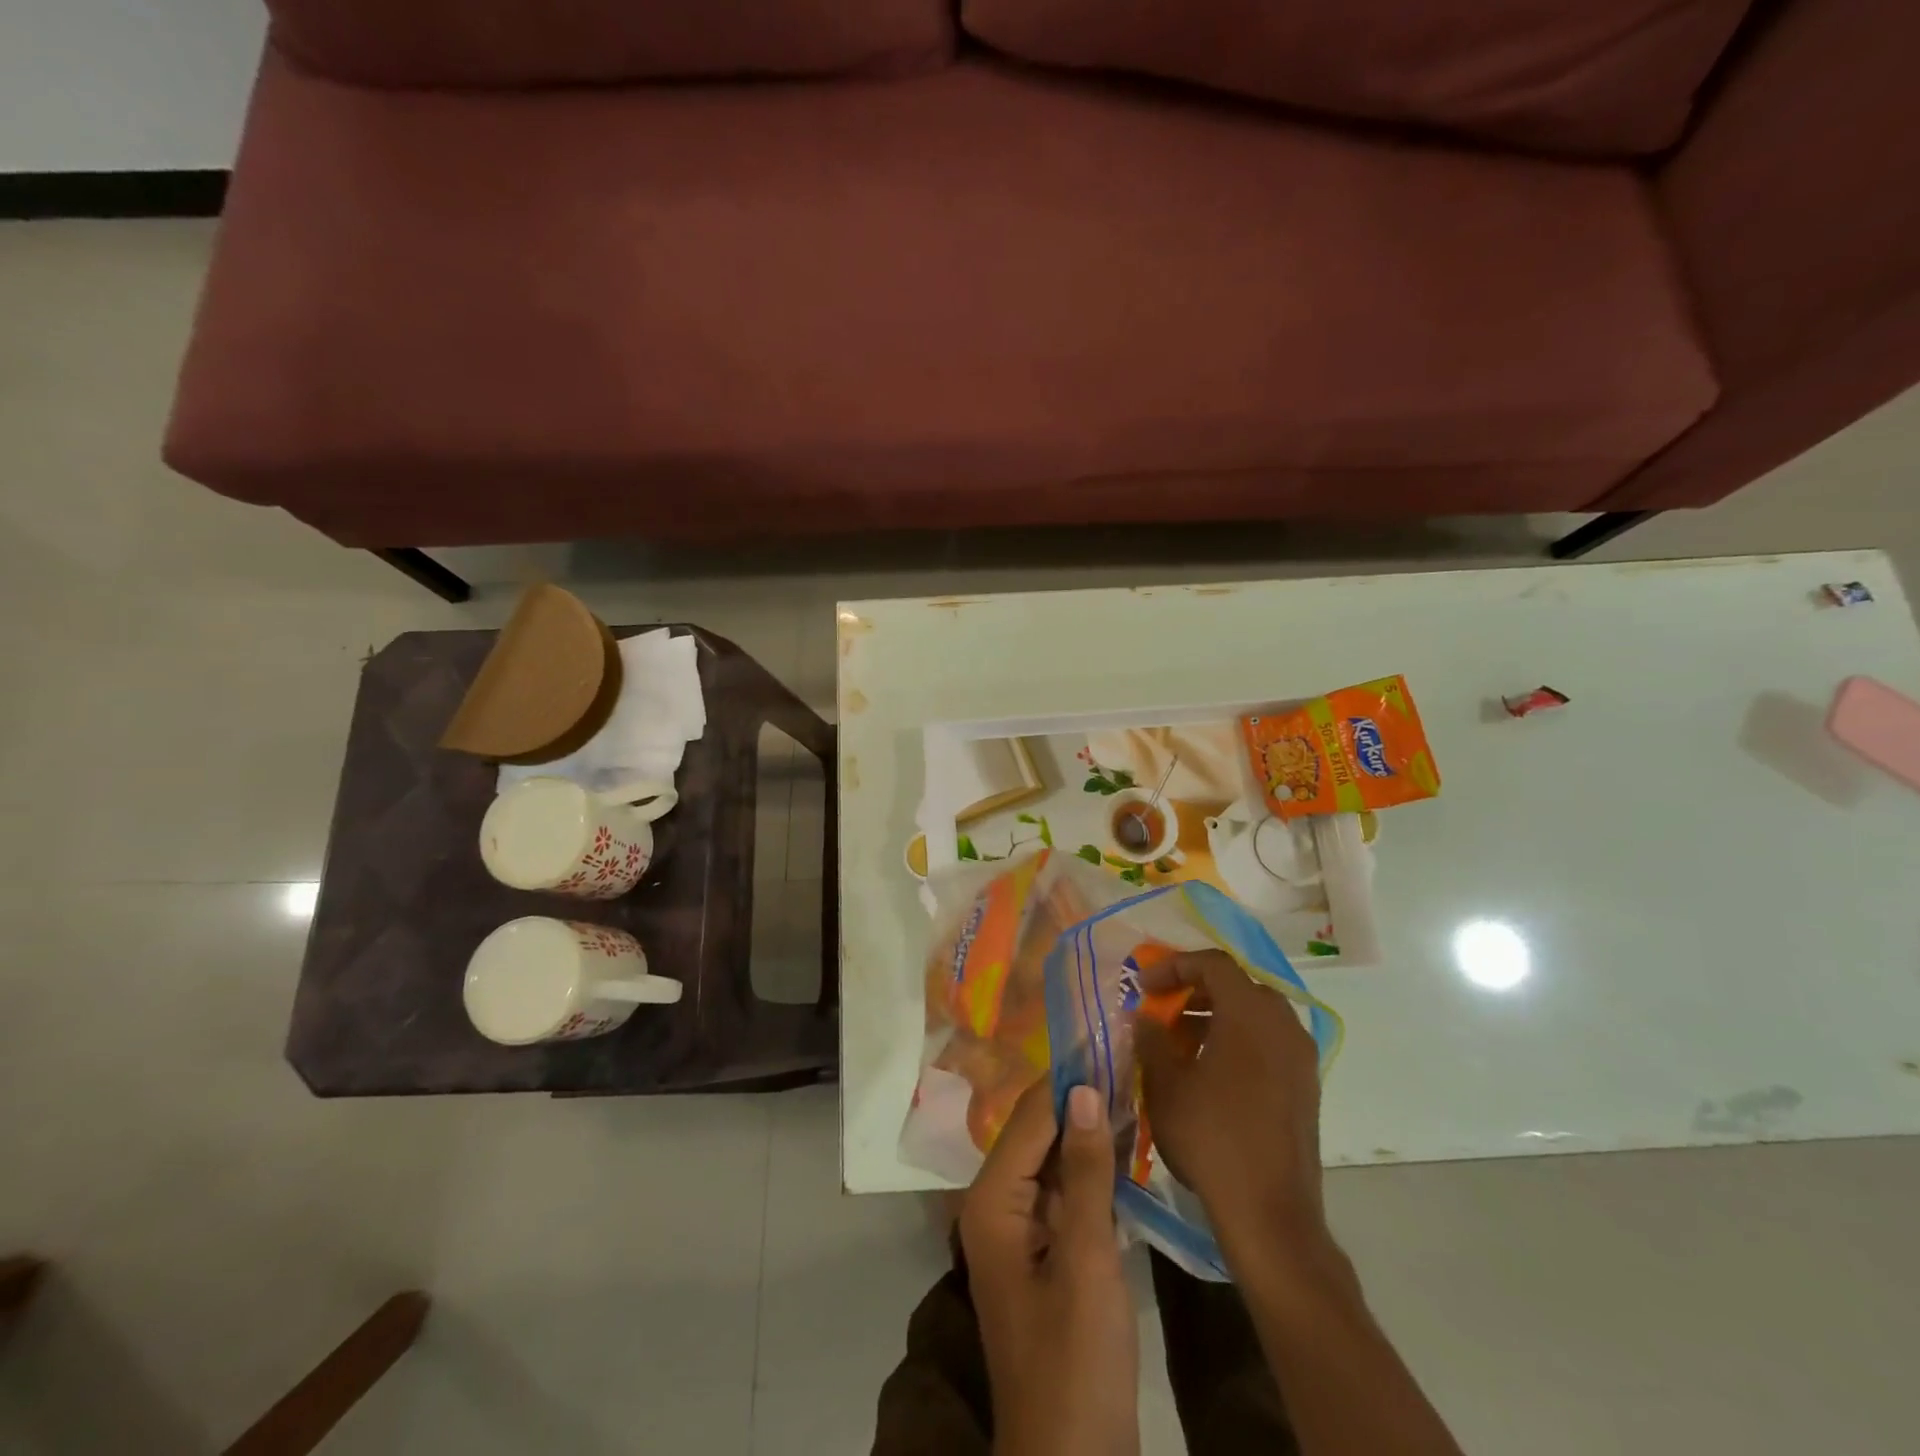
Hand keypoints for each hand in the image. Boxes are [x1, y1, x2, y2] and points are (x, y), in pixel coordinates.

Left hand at [959, 1080, 1139, 1455]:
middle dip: (1079, 1095)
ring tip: (1130, 1080)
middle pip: (1037, 1133)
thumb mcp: (1087, 1262)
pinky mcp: (1043, 1251)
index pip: (1030, 1118)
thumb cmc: (1075, 1363)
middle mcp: (995, 1204)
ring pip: (1052, 1158)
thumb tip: (1085, 1089)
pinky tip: (1123, 1141)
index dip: (1067, 1076)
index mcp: (991, 1201)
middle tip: (1124, 1050)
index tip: (1105, 1034)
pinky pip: (1063, 1190)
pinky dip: (1091, 1165)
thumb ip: (1084, 1172)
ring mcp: (1018, 1229)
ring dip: (1088, 1127)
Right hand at [1137, 950, 1329, 1258]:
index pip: (1213, 963)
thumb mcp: (1165, 1084)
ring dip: (1216, 1016)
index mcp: (1251, 1014)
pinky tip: (1210, 1073)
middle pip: (1237, 985)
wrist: (1271, 1215)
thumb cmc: (1212, 1138)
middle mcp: (1283, 1025)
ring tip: (1180, 1043)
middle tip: (1163, 1009)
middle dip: (1196, 990)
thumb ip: (1151, 1039)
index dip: (1174, 966)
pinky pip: (1269, 1042)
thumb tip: (1144, 1016)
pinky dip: (1238, 1040)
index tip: (1144, 986)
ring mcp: (1301, 1057)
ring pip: (1255, 1015)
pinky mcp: (1306, 1087)